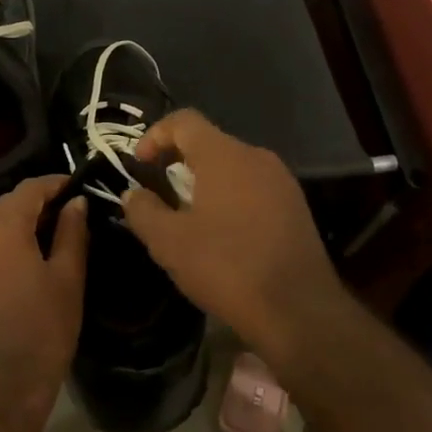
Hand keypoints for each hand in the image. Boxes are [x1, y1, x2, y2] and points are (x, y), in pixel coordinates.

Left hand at [0, 175, 87, 431]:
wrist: (0, 387)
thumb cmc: (42, 329)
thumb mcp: (68, 277)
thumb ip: (72, 232)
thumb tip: (77, 202)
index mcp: (0, 226)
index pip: (31, 188)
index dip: (58, 184)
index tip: (83, 188)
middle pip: (10, 203)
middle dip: (42, 203)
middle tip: (76, 213)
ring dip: (24, 223)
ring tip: (58, 235)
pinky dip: (8, 242)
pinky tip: (32, 257)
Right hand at [121, 110, 345, 368]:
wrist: (299, 311)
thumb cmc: (227, 267)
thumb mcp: (169, 243)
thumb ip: (143, 210)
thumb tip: (133, 193)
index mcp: (224, 155)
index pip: (184, 120)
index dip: (154, 135)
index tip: (139, 166)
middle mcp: (256, 157)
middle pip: (209, 142)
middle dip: (178, 161)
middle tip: (159, 194)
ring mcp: (281, 181)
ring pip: (232, 166)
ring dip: (204, 182)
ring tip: (188, 217)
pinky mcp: (295, 206)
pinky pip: (252, 187)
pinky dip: (229, 197)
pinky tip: (222, 233)